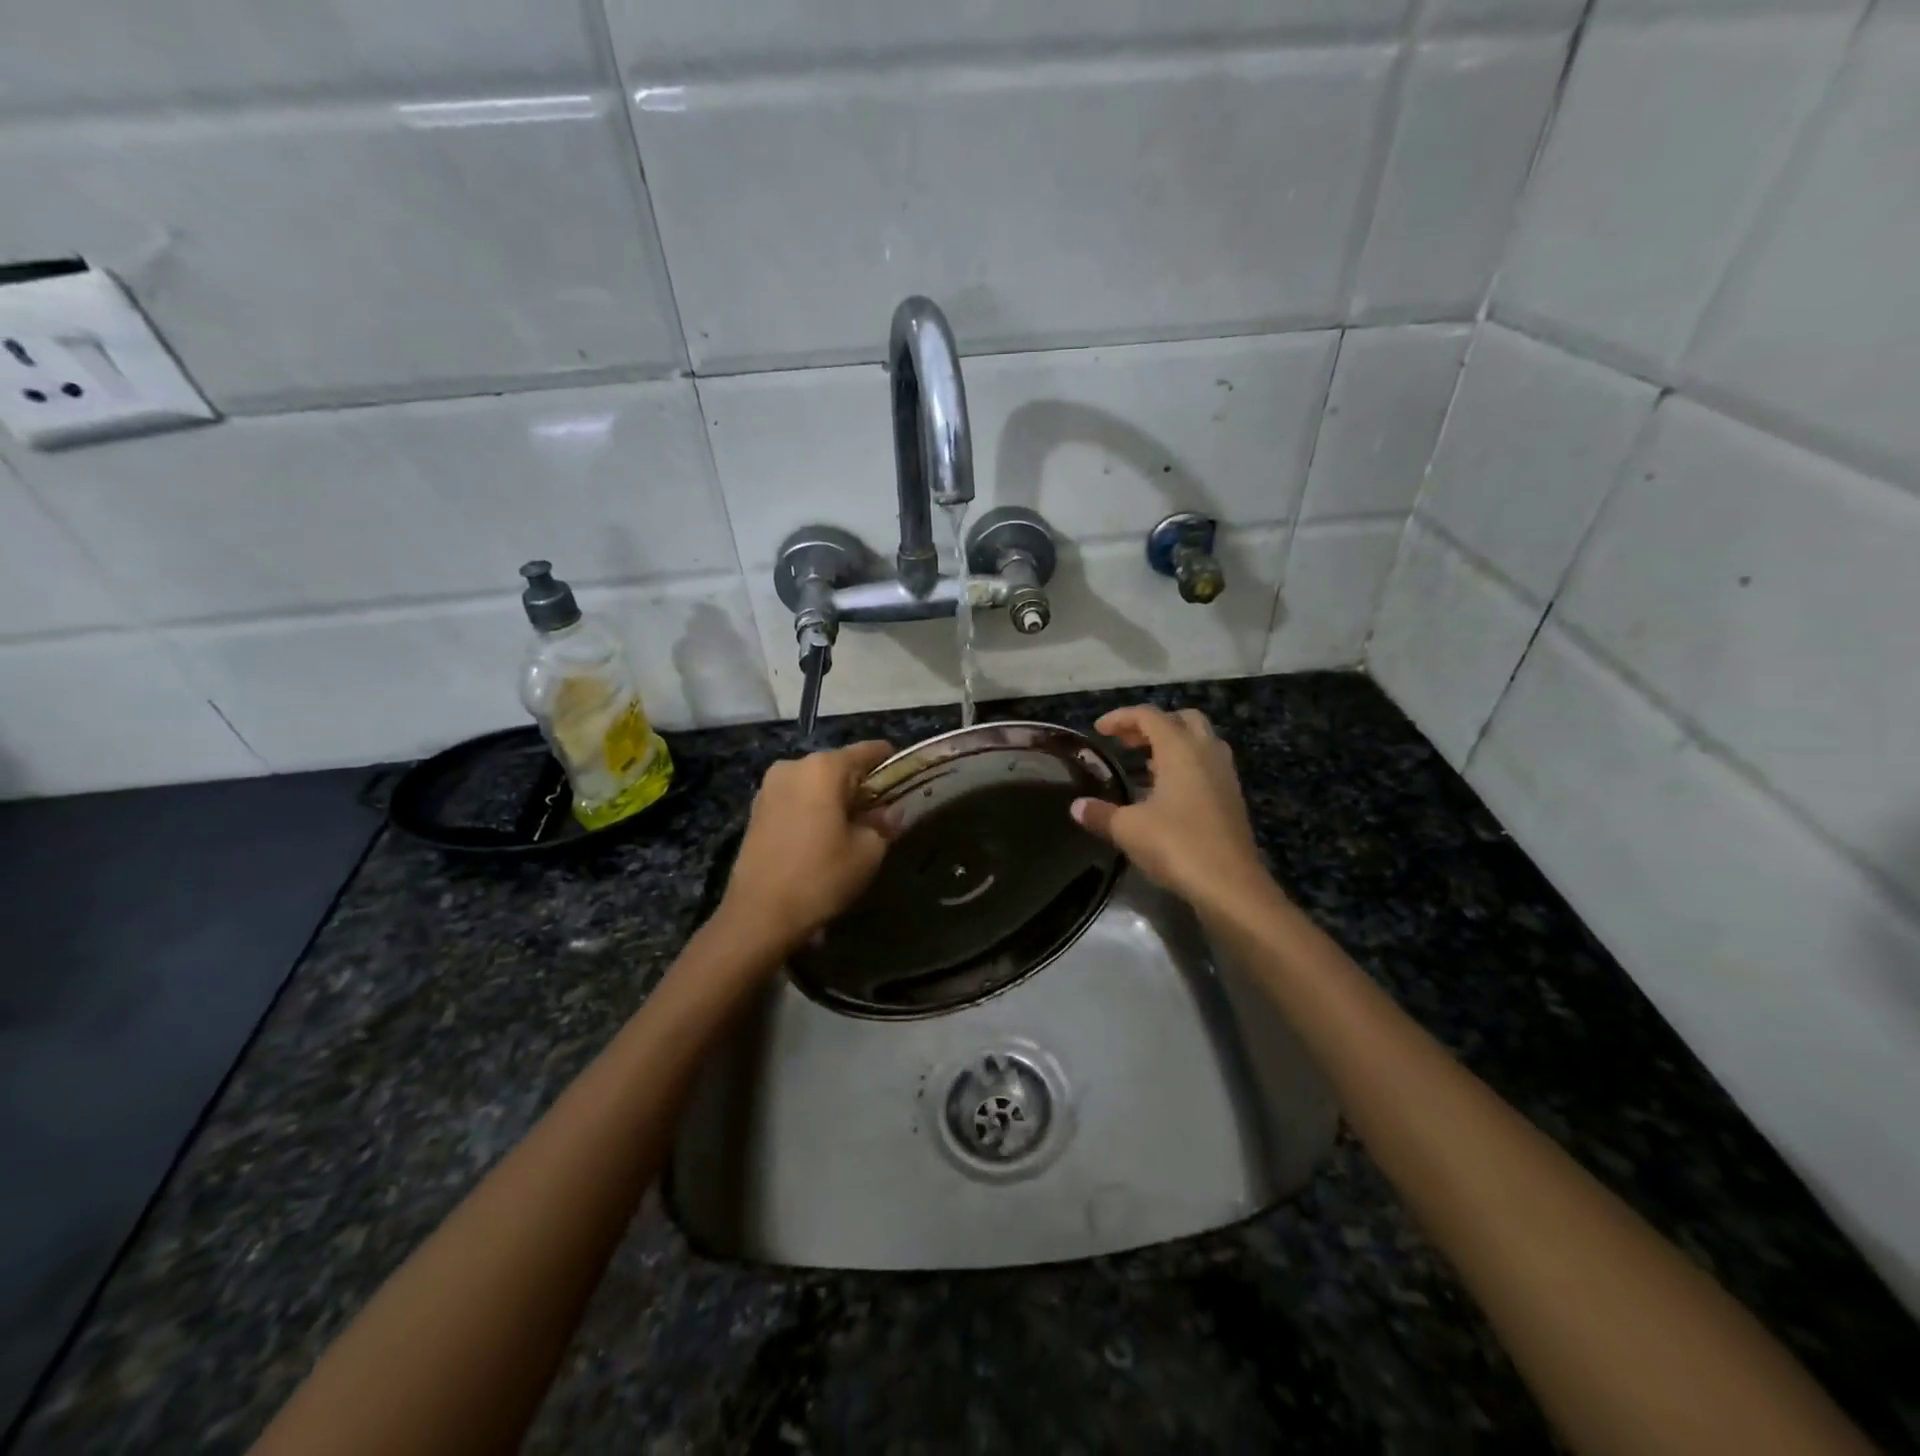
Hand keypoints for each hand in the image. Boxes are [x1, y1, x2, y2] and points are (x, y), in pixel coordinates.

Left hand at [719, 740, 894, 953]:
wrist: (759, 915)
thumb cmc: (821, 877)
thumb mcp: (868, 852)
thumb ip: (883, 823)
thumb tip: (890, 812)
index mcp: (824, 768)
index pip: (869, 750)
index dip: (891, 763)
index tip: (906, 780)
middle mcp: (794, 766)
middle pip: (839, 766)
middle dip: (861, 785)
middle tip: (880, 813)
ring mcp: (770, 787)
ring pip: (815, 783)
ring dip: (834, 798)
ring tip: (850, 829)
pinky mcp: (756, 810)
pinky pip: (796, 799)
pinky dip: (812, 809)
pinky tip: (821, 837)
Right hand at [1071, 706, 1270, 909]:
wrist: (1230, 885)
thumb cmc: (1177, 845)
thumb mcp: (1129, 829)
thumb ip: (1100, 814)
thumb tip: (1076, 807)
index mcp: (1180, 749)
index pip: (1149, 716)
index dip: (1121, 718)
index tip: (1099, 730)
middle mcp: (1206, 752)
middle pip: (1182, 719)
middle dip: (1153, 725)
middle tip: (1127, 743)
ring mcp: (1224, 775)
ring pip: (1199, 741)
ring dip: (1172, 744)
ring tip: (1144, 764)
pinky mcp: (1232, 798)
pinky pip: (1207, 765)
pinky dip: (1185, 766)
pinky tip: (1166, 792)